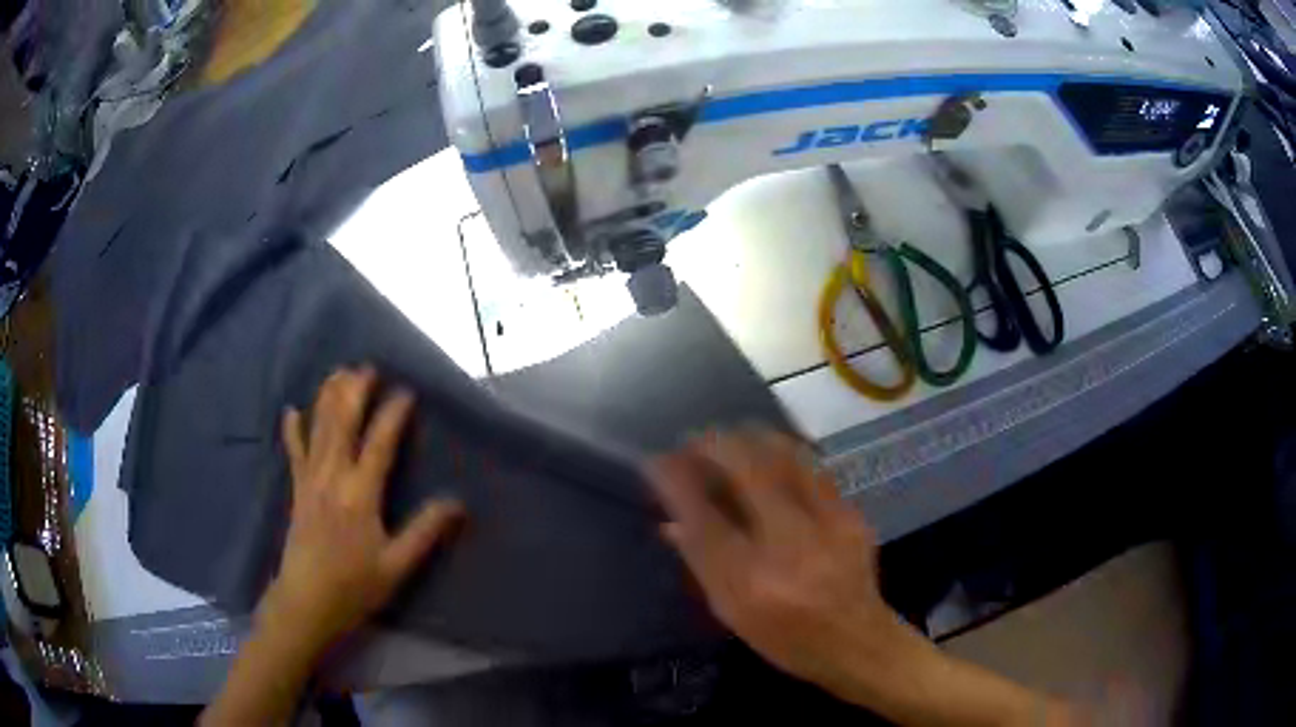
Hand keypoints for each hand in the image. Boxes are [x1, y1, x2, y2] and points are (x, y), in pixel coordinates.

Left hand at [265, 367, 464, 651]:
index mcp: (360, 494)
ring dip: (328, 398)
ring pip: (319, 429)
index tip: (406, 392)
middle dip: (355, 392)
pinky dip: (293, 430)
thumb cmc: (354, 587)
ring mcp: (310, 481)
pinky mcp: (297, 491)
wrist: (306, 602)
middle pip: (343, 424)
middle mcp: (333, 478)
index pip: (379, 444)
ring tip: (338, 372)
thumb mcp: (397, 565)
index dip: (392, 415)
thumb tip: (456, 502)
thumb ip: (424, 531)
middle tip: (367, 367)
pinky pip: (294, 452)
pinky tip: (292, 410)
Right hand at [648, 430, 904, 693]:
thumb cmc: (784, 636)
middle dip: (713, 444)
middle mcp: (791, 546)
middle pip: (748, 469)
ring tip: (728, 440)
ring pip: (785, 455)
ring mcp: (828, 524)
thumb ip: (700, 562)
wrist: (856, 642)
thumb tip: (669, 522)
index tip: (657, 462)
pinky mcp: (851, 514)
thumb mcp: (732, 611)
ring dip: (750, 439)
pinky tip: (769, 457)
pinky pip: (810, 468)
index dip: (675, 482)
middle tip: (693, 442)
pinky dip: (782, 454)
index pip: (703, 517)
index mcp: (752, 582)